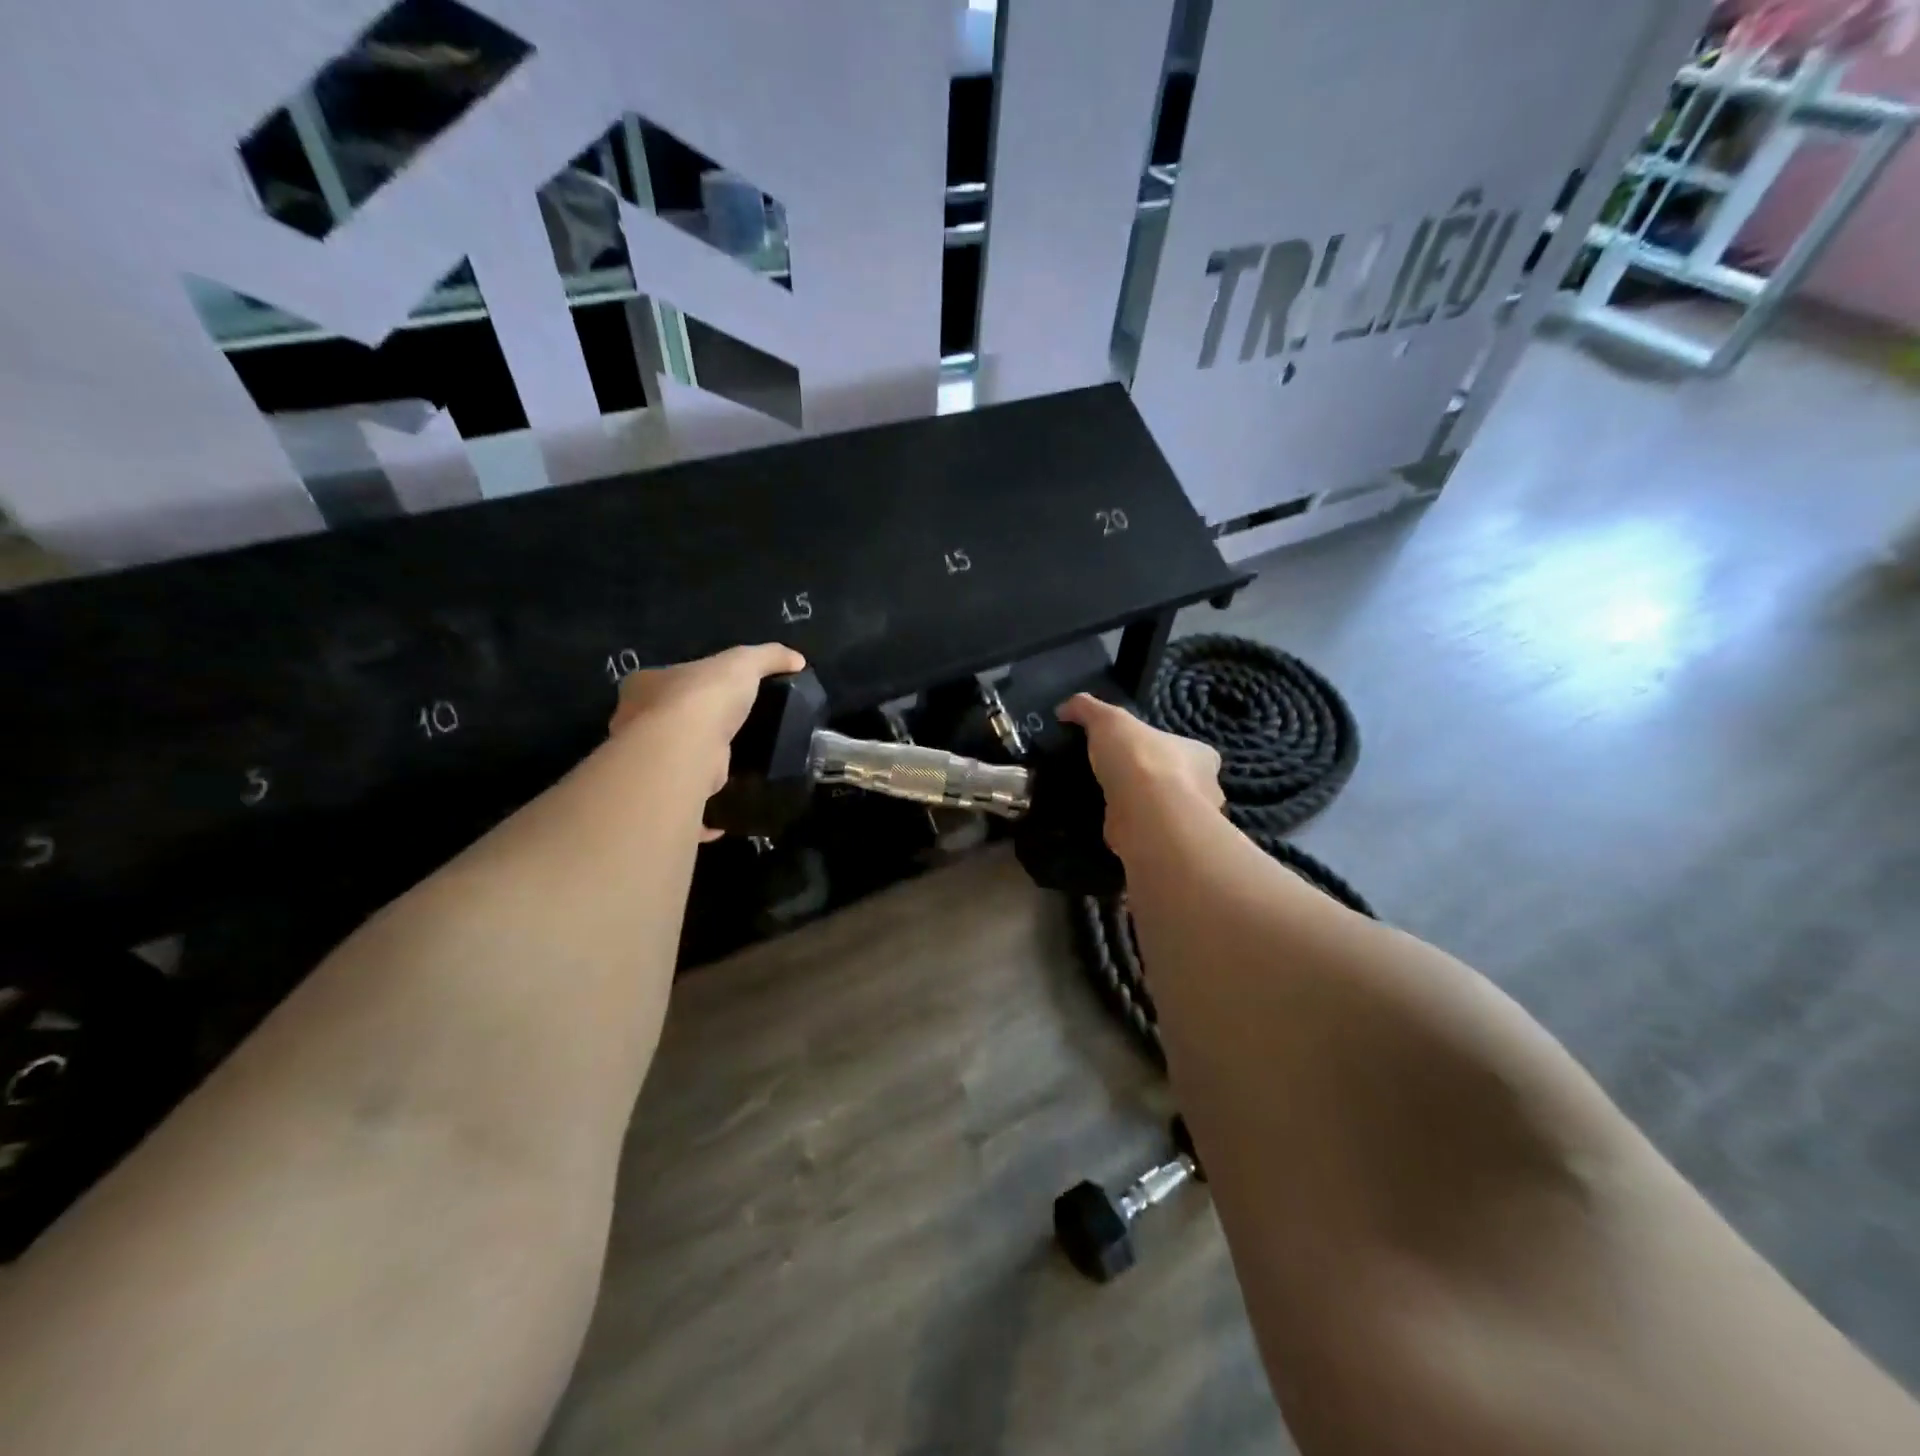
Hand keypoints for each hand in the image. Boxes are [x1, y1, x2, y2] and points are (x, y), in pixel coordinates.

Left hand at [610, 644, 806, 803]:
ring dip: (692, 770)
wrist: (683, 748)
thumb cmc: (704, 697)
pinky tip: (722, 820)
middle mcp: (633, 724)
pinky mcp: (661, 796)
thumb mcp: (743, 662)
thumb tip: (798, 660)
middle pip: (661, 725)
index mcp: (644, 687)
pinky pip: (681, 808)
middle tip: (724, 736)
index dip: (687, 686)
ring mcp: (644, 764)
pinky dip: (701, 817)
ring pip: (669, 766)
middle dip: (685, 730)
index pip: (663, 682)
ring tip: (727, 773)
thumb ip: (768, 657)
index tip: (713, 696)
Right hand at [1057, 693, 1222, 849]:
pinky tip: (1108, 826)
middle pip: (1181, 783)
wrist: (1146, 814)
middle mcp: (1205, 790)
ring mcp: (1188, 823)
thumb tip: (1063, 709)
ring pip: (1166, 813)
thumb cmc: (1139, 759)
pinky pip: (1149, 835)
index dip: (1167, 750)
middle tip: (1121, 779)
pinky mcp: (1168, 846)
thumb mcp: (1108, 719)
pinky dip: (1132, 832)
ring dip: (1144, 810)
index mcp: (1201, 756)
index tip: (1141, 753)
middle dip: (1157, 783)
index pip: (1191, 751)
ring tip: (1110, 804)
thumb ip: (1088, 710)